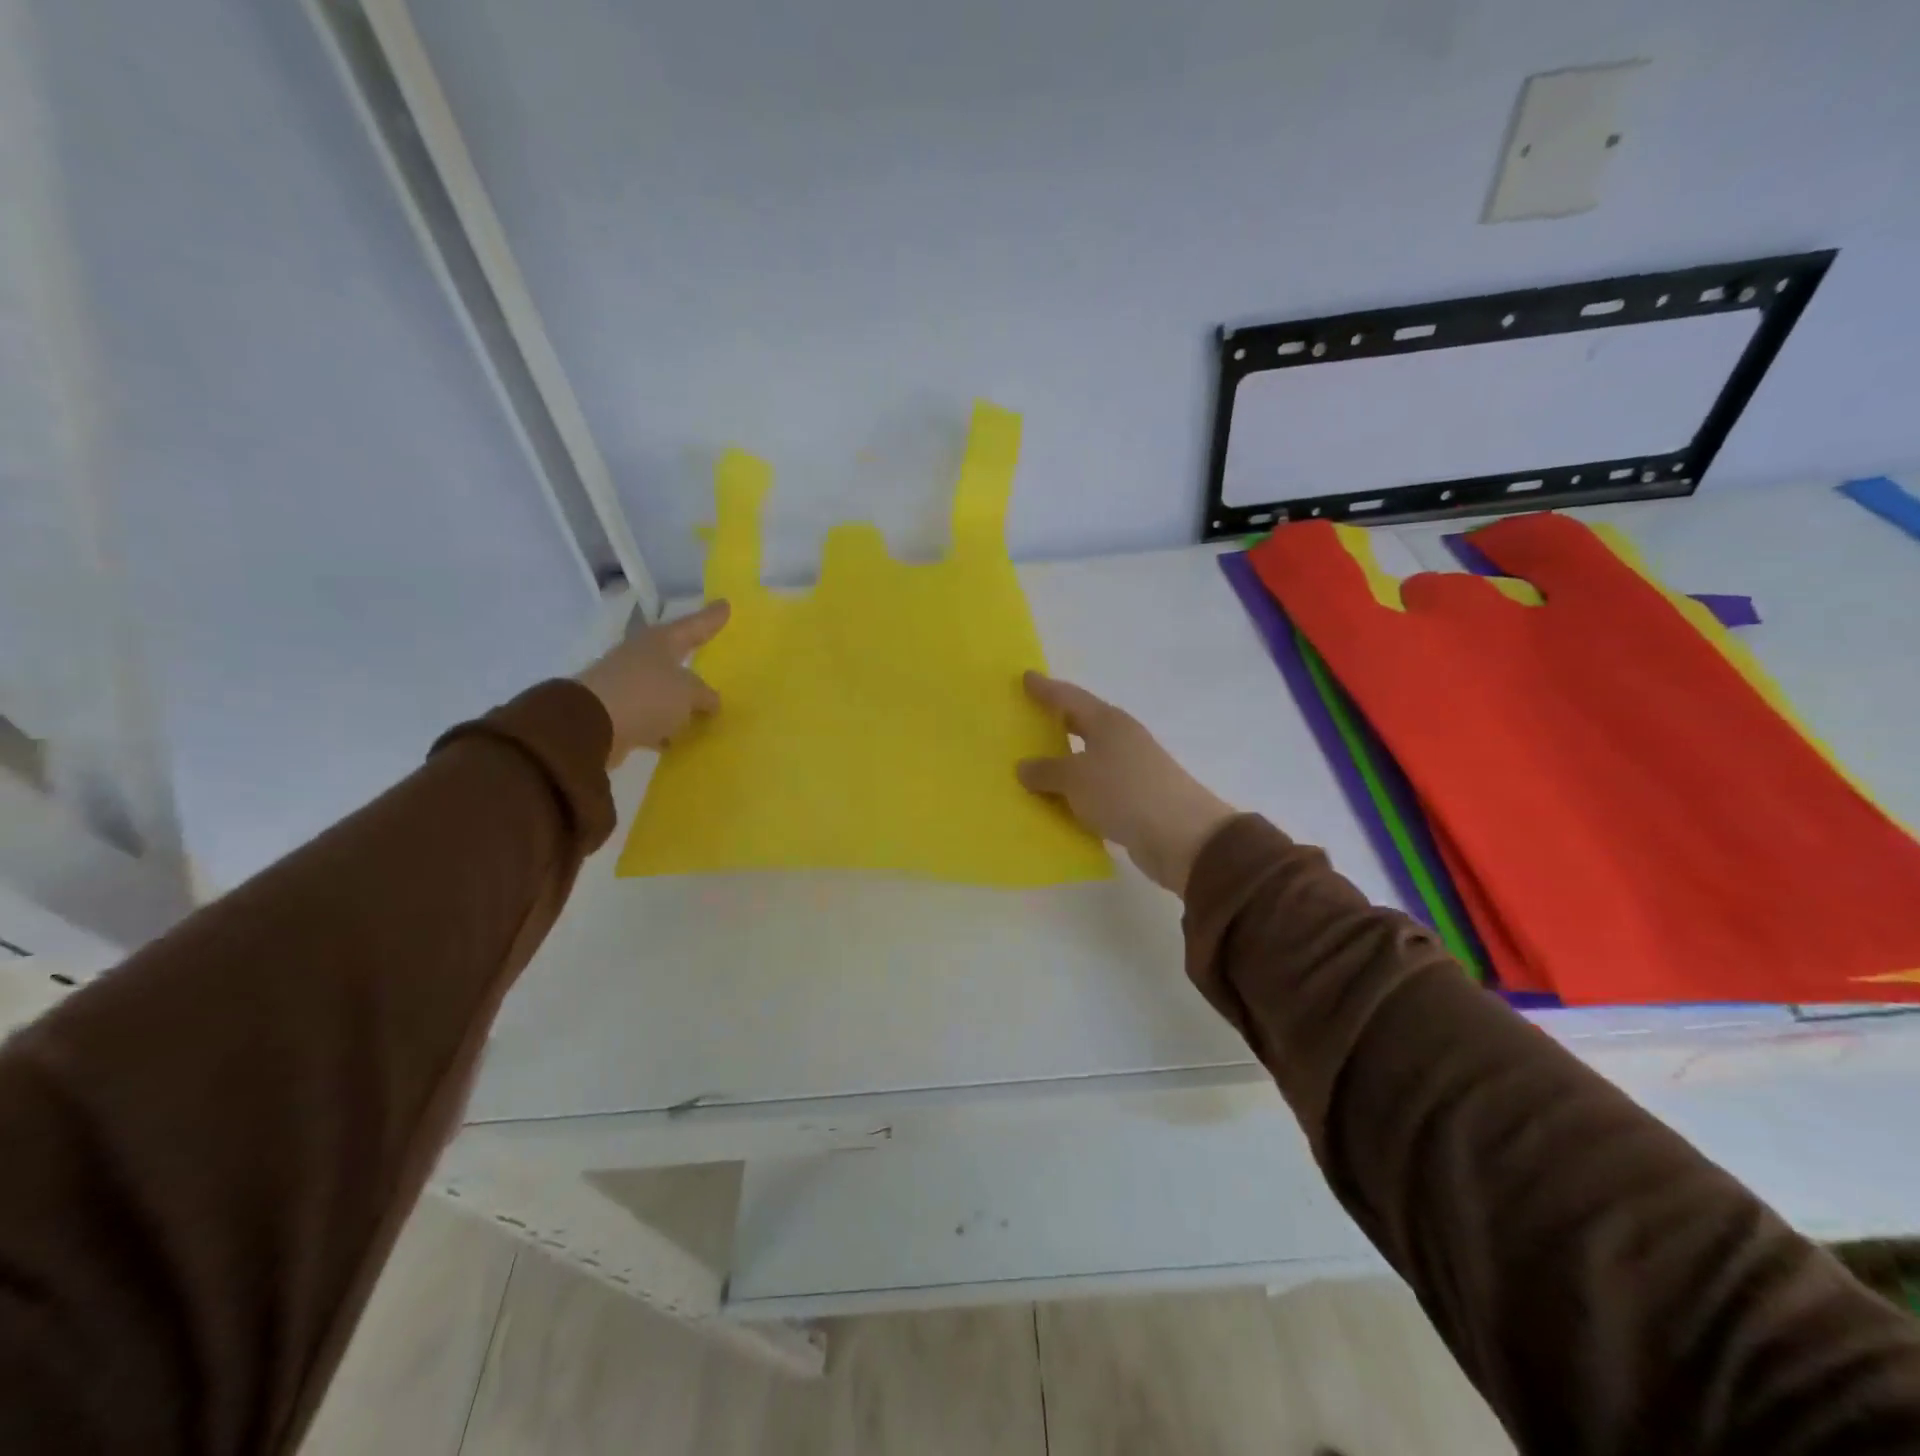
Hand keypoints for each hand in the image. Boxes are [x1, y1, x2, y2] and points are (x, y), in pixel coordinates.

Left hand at [575, 600, 729, 765]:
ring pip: (662, 688)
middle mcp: (642, 656)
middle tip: (710, 653)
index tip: (726, 604)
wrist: (589, 725)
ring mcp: (626, 683)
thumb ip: (704, 695)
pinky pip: (650, 715)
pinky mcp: (617, 711)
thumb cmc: (647, 696)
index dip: (711, 618)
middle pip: (673, 654)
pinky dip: (664, 724)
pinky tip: (678, 737)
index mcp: (661, 642)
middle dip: (690, 657)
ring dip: (679, 698)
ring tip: (703, 709)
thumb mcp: (688, 693)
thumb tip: (711, 701)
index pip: (693, 626)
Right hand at [1016, 672, 1237, 894]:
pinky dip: (1075, 792)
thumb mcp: (1076, 779)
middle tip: (1026, 719)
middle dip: (1055, 722)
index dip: (1046, 689)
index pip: (1069, 697)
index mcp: (1108, 722)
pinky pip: (1094, 788)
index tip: (1025, 676)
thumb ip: (1046, 771)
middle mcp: (1121, 739)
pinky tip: (1056, 801)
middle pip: (1081, 724)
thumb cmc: (1124, 792)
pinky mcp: (1134, 799)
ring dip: (1063, 761)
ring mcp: (1130, 769)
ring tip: (1031, 764)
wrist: (1182, 837)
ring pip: (1087, 758)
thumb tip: (1024, 767)